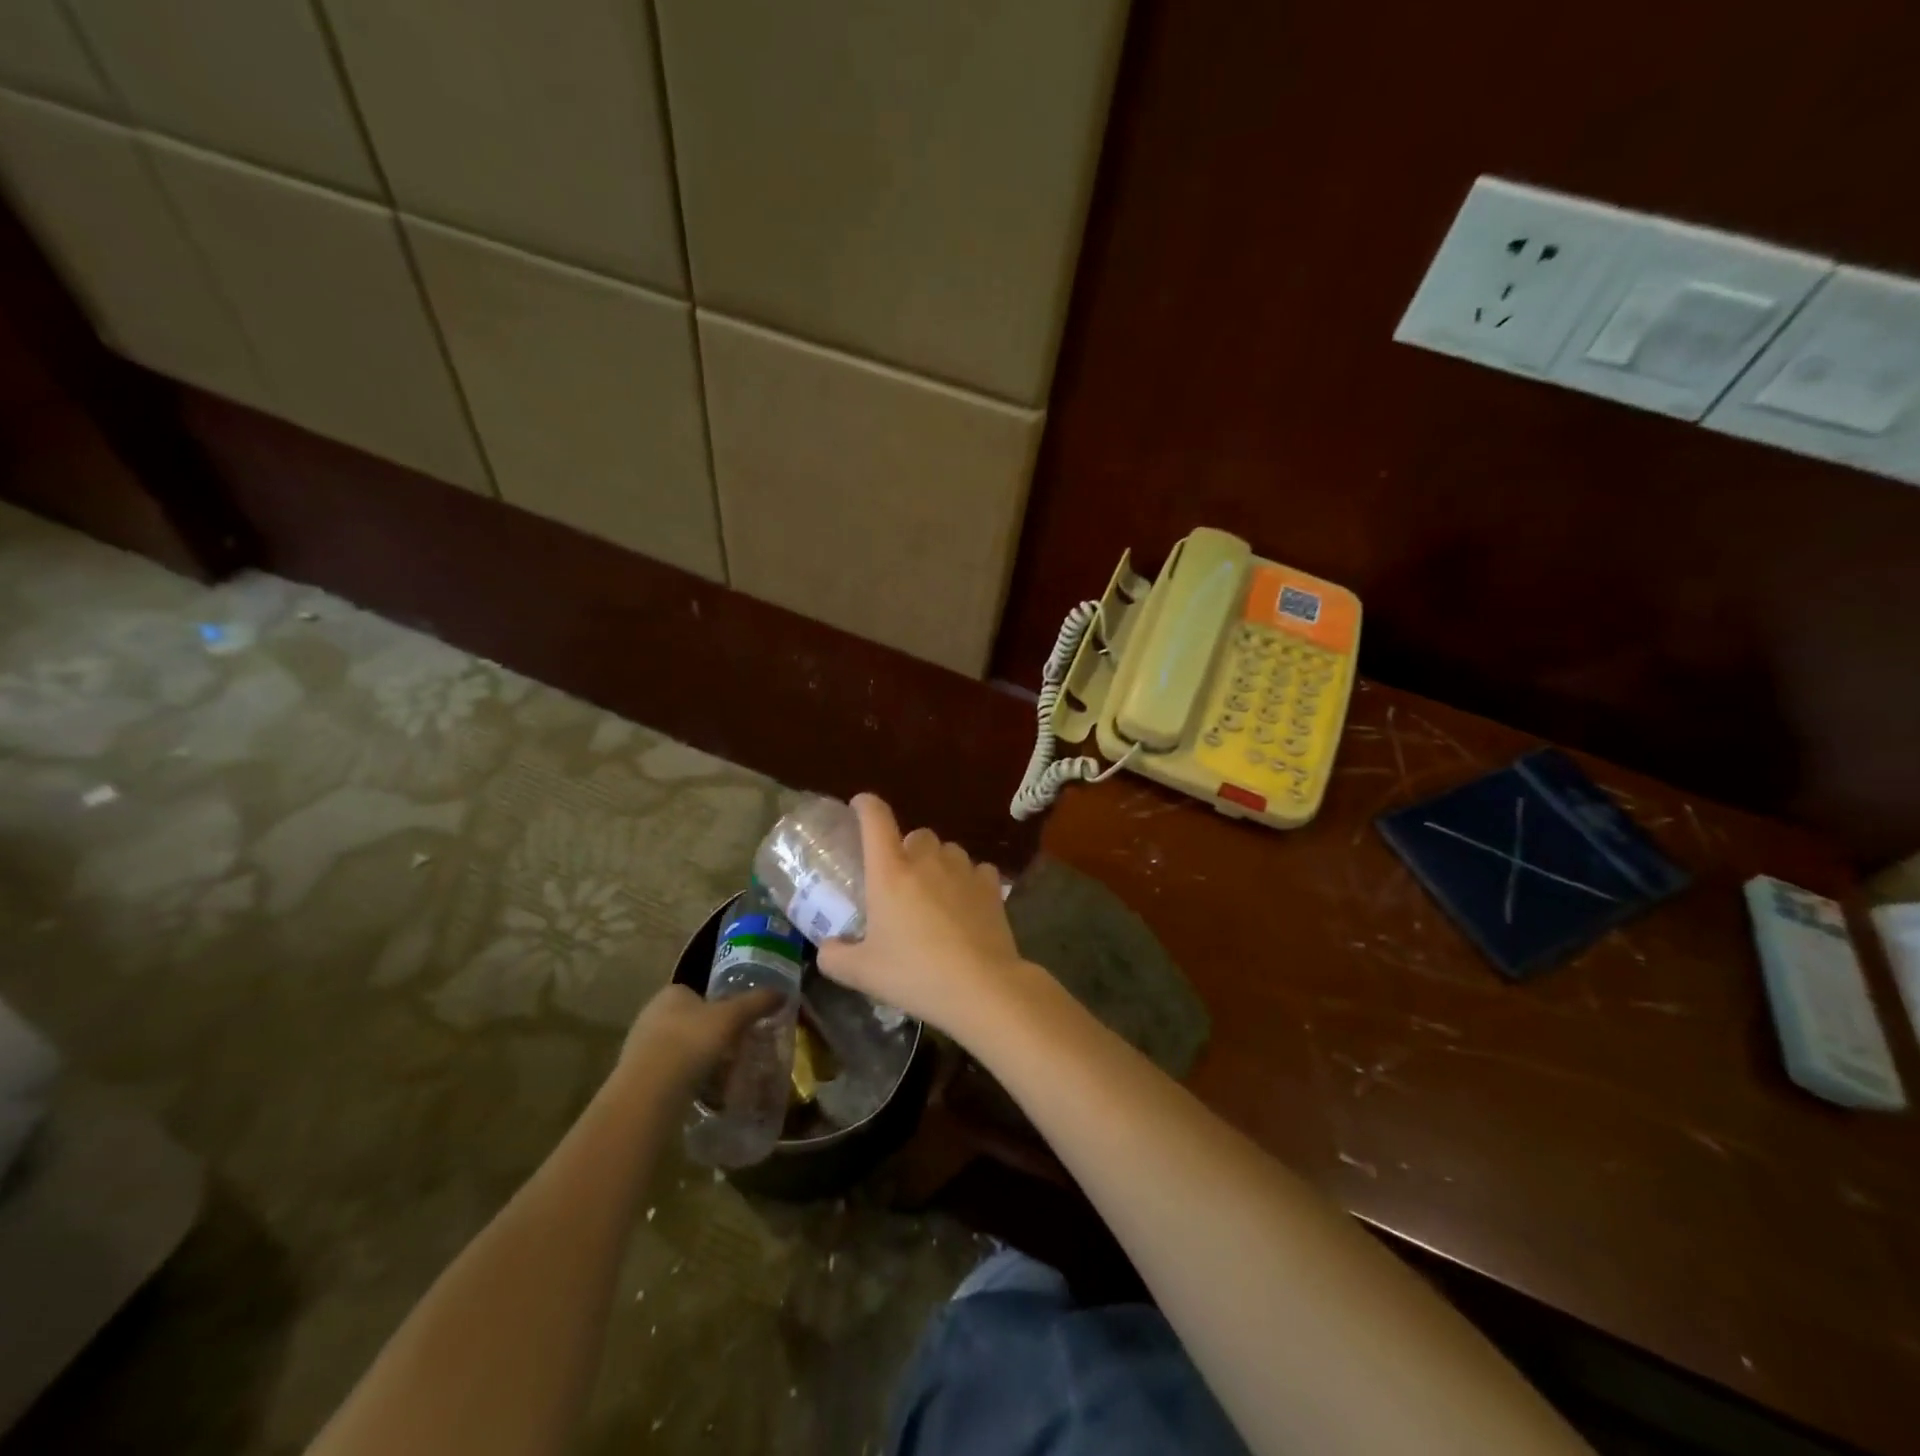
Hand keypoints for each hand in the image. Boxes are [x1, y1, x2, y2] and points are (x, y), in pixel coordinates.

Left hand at [619, 984, 783, 1092]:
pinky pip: (668, 1074)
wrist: (649, 1092)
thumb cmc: (691, 1041)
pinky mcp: (635, 1078)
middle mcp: (650, 1014)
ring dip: (697, 1059)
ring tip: (721, 1075)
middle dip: (709, 1034)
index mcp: (671, 993)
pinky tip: (701, 1092)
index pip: (697, 993)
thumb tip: (783, 992)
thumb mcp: (733, 1017)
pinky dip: (685, 1080)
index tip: (736, 1023)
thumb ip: (757, 1002)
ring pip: (678, 1048)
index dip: (718, 1006)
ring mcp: (639, 1048)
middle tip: (733, 1049)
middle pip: (689, 1021)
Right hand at [816, 794, 1027, 1037]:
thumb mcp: (862, 973)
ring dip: (938, 863)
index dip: (865, 805)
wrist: (981, 987)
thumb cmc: (915, 974)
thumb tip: (827, 948)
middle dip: (906, 849)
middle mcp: (927, 860)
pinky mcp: (991, 886)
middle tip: (900, 880)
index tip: (859, 805)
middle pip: (916, 835)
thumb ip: (835, 957)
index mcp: (890, 872)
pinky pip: (976, 870)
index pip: (875, 819)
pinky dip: (968, 881)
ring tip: (934, 894)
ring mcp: (963, 870)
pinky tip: (966, 904)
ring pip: (948, 850)